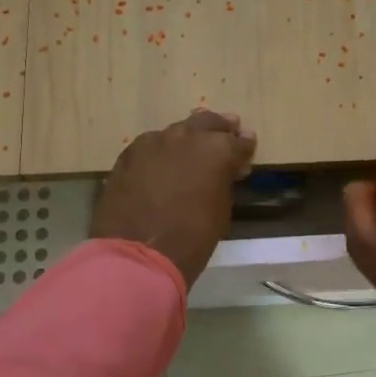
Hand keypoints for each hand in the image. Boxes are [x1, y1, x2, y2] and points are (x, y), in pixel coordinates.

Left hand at [92, 110, 256, 287]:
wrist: (139, 254)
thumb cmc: (192, 238)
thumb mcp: (221, 208)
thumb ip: (224, 180)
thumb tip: (224, 171)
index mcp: (217, 149)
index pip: (238, 141)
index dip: (244, 147)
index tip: (246, 152)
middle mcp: (186, 136)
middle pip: (207, 122)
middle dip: (219, 129)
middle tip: (226, 133)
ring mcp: (153, 142)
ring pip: (176, 131)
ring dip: (188, 138)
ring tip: (192, 148)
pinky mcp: (129, 154)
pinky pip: (151, 145)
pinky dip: (162, 151)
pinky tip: (162, 163)